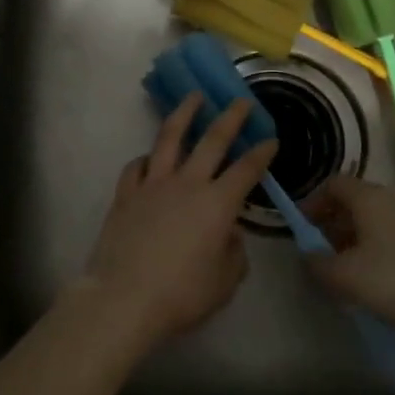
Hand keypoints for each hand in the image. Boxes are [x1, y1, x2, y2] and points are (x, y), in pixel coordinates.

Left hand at [78, 95, 278, 348]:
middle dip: (231, 117)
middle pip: (213, 139)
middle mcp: (187, 183)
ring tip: (194, 96)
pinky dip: (146, 158)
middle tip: (240, 100)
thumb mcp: (224, 284)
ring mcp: (153, 184)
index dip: (262, 153)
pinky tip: (149, 158)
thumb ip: (234, 254)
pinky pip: (137, 166)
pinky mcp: (126, 193)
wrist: (124, 298)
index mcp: (217, 204)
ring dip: (185, 113)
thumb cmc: (181, 295)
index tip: (271, 139)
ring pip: (170, 137)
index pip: (247, 170)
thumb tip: (229, 234)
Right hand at [305, 176, 394, 336]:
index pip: (334, 184)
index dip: (313, 202)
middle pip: (355, 200)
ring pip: (376, 218)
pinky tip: (378, 277)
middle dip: (333, 222)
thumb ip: (319, 263)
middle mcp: (393, 198)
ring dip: (356, 236)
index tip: (303, 228)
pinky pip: (394, 232)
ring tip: (348, 269)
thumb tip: (309, 255)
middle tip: (322, 252)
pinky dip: (378, 246)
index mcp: (370, 197)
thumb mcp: (347, 277)